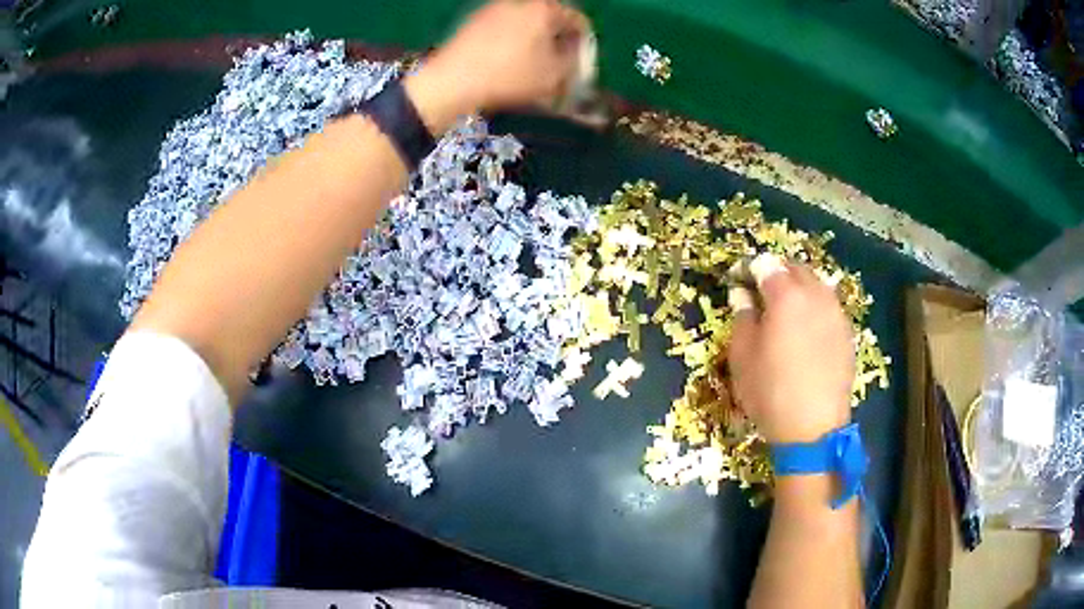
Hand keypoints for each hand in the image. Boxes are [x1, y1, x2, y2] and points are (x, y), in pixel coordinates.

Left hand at [404, 0, 587, 131]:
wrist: (452, 80)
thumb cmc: (510, 76)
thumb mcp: (554, 75)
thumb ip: (574, 60)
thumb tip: (573, 53)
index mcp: (545, 8)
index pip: (578, 21)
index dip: (584, 44)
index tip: (580, 63)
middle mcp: (521, 1)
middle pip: (550, 19)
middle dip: (557, 40)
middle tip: (557, 65)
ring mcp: (494, 8)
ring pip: (526, 23)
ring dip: (534, 41)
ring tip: (531, 66)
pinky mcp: (475, 20)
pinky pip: (504, 28)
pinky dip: (512, 41)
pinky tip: (507, 62)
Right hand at [728, 254, 854, 443]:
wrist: (813, 428)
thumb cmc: (770, 391)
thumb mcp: (742, 356)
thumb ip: (742, 317)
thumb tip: (742, 295)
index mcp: (786, 295)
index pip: (766, 264)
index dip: (749, 268)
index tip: (739, 281)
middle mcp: (815, 294)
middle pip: (795, 268)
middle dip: (777, 272)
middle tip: (761, 292)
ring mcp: (835, 313)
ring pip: (816, 284)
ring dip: (799, 287)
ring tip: (786, 310)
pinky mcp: (846, 333)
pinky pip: (829, 307)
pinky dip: (815, 308)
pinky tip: (807, 331)